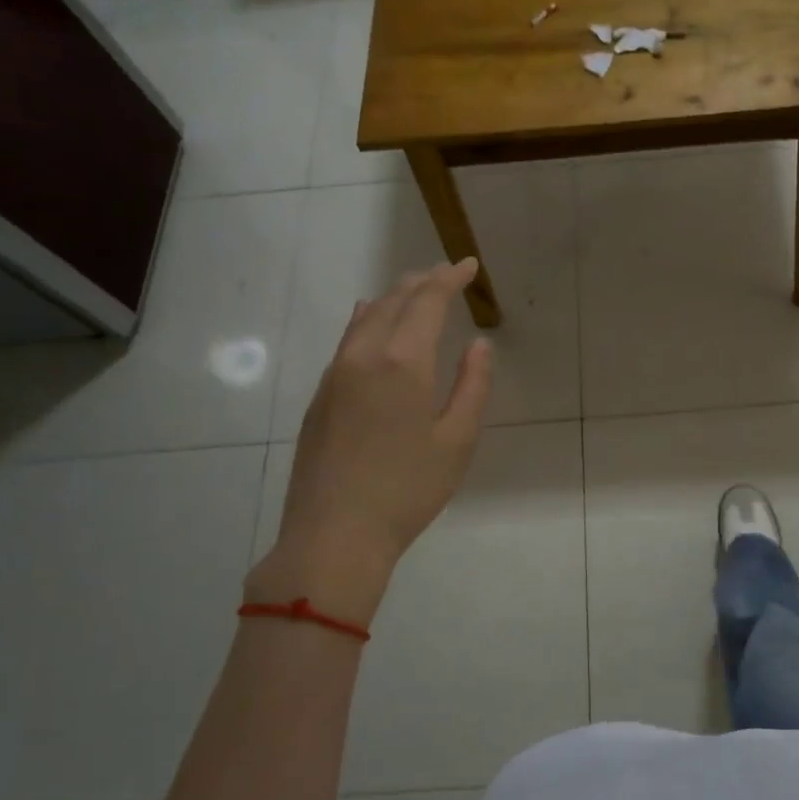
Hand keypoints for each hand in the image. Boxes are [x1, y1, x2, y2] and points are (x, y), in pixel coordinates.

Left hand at [245, 260, 492, 622]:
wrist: (334, 534)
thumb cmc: (407, 490)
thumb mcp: (457, 441)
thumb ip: (472, 386)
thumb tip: (478, 345)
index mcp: (402, 362)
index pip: (427, 301)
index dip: (450, 279)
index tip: (468, 265)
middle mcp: (363, 356)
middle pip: (393, 301)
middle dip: (422, 281)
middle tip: (447, 274)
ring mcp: (334, 375)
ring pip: (365, 318)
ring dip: (394, 298)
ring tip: (415, 291)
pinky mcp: (320, 397)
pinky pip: (347, 340)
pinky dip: (368, 320)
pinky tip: (373, 324)